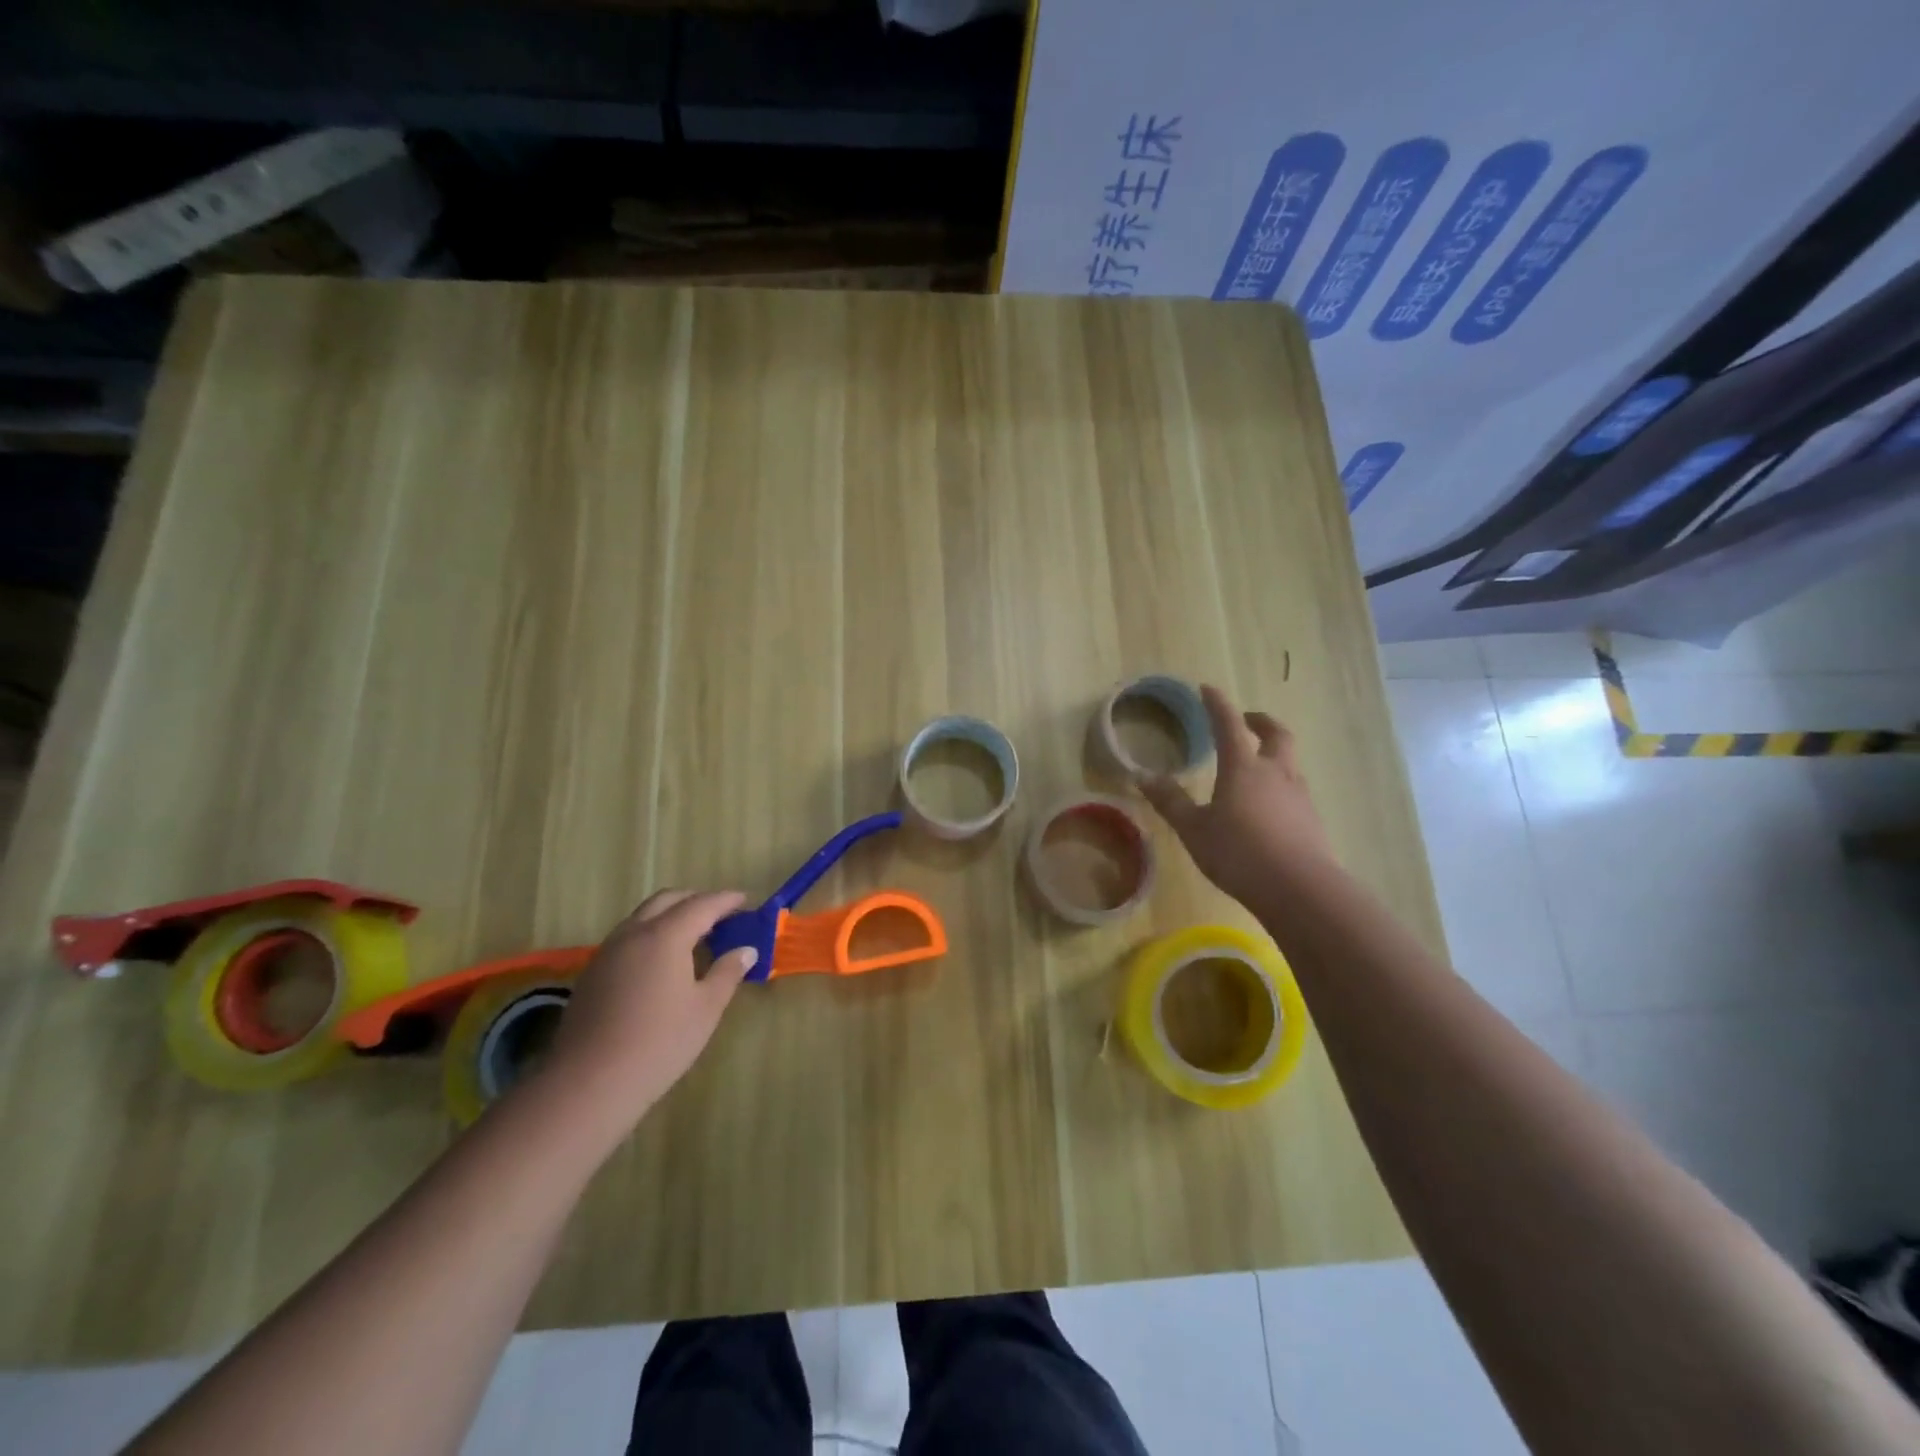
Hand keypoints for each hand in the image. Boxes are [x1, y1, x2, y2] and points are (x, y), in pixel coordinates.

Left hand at [544, 889, 757, 1130]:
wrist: (588, 1083)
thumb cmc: (659, 1043)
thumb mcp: (705, 1009)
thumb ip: (727, 973)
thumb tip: (746, 951)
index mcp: (666, 935)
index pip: (702, 905)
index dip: (726, 900)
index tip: (746, 900)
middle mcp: (634, 933)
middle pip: (667, 900)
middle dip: (695, 900)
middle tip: (720, 915)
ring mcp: (608, 952)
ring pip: (642, 916)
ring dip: (670, 915)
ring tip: (693, 936)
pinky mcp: (592, 973)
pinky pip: (627, 937)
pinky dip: (650, 934)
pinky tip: (661, 962)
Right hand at [1142, 684, 1334, 906]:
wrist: (1300, 889)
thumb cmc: (1238, 853)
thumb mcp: (1194, 829)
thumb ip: (1171, 802)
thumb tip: (1142, 777)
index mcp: (1243, 767)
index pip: (1228, 725)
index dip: (1217, 704)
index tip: (1207, 689)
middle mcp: (1275, 773)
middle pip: (1276, 734)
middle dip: (1260, 722)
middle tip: (1247, 720)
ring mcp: (1299, 796)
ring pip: (1289, 763)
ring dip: (1274, 754)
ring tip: (1257, 766)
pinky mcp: (1312, 820)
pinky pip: (1295, 791)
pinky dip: (1281, 786)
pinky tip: (1270, 807)